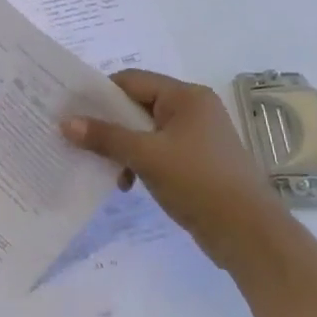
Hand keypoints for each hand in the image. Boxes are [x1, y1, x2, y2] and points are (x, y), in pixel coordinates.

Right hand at [62, 70, 285, 266]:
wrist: (250, 235)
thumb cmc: (198, 182)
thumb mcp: (146, 156)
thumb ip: (105, 137)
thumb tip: (65, 122)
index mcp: (186, 97)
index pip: (131, 81)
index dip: (100, 93)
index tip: (71, 110)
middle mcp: (193, 110)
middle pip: (137, 105)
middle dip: (108, 124)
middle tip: (76, 137)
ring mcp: (197, 137)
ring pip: (145, 131)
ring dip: (122, 147)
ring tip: (104, 168)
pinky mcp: (197, 163)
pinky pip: (157, 151)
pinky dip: (138, 162)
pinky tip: (126, 182)